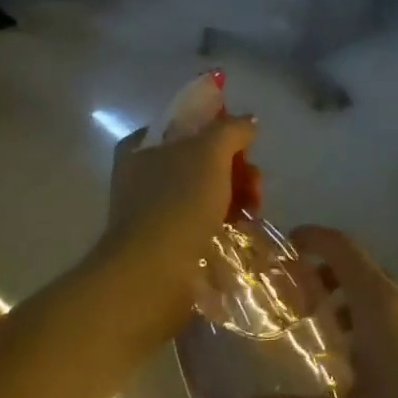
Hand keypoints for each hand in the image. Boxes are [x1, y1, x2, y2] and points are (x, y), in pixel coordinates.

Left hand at [91, 117, 257, 326]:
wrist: (152, 276)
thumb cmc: (178, 203)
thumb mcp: (210, 152)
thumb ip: (232, 129)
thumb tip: (248, 122)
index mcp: (142, 147)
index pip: (188, 125)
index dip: (220, 132)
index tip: (245, 147)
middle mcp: (143, 174)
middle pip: (203, 158)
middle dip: (236, 168)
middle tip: (255, 185)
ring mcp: (154, 210)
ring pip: (207, 190)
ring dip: (236, 195)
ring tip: (253, 211)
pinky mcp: (167, 242)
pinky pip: (203, 220)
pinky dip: (224, 221)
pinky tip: (241, 228)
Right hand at [219, 228, 397, 397]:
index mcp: (381, 303)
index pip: (342, 247)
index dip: (313, 238)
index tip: (285, 247)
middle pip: (361, 272)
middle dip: (324, 282)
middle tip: (294, 311)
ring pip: (385, 298)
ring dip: (352, 310)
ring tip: (329, 350)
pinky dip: (378, 326)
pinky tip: (373, 376)